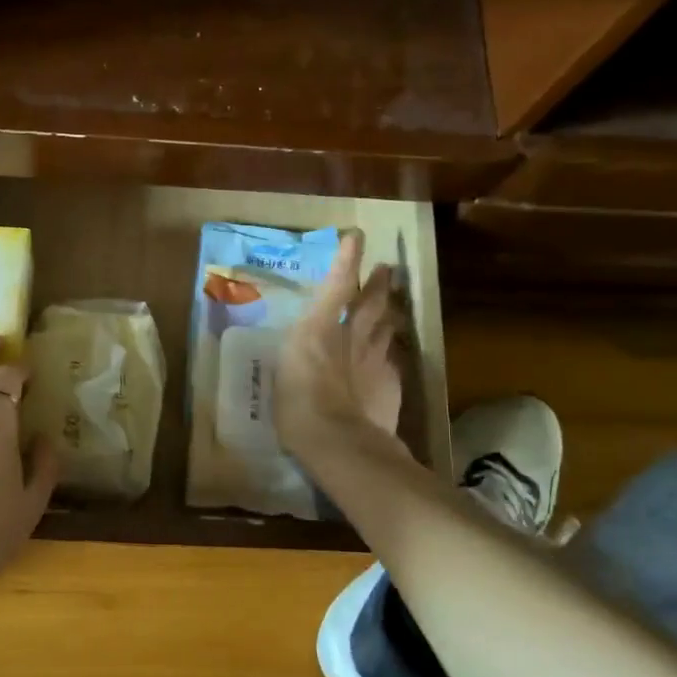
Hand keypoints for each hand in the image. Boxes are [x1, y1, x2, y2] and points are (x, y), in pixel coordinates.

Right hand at [277, 232, 405, 461]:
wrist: (339, 438)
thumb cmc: (296, 404)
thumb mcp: (284, 372)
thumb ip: (299, 354)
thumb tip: (305, 350)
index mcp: (319, 328)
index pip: (337, 284)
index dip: (347, 260)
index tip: (356, 237)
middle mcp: (352, 335)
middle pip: (372, 301)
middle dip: (379, 283)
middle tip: (388, 269)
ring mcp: (376, 358)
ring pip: (388, 327)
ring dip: (390, 314)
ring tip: (392, 307)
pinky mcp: (391, 382)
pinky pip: (391, 360)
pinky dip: (388, 355)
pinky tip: (388, 359)